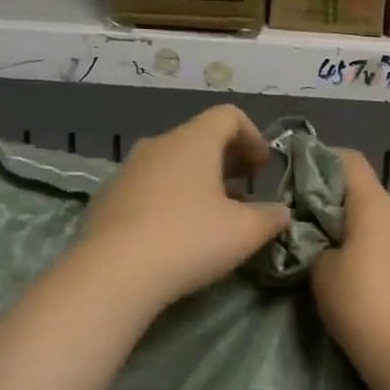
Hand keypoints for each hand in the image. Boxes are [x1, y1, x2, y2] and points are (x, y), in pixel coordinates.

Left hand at [75, 105, 291, 307]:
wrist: (113, 273)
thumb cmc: (189, 240)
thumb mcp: (244, 232)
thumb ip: (271, 217)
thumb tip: (281, 212)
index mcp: (193, 142)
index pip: (228, 116)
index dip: (253, 136)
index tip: (264, 168)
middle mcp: (158, 146)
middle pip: (199, 139)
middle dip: (228, 160)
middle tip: (246, 189)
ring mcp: (127, 171)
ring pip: (172, 164)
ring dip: (198, 181)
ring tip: (214, 214)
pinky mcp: (107, 199)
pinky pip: (149, 187)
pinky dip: (171, 198)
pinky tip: (176, 232)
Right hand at [310, 150, 389, 369]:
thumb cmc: (358, 303)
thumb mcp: (321, 271)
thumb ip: (321, 244)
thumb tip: (332, 242)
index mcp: (376, 205)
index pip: (351, 162)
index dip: (326, 161)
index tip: (307, 177)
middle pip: (372, 197)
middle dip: (348, 210)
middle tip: (325, 235)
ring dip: (374, 235)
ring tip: (356, 265)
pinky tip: (384, 286)